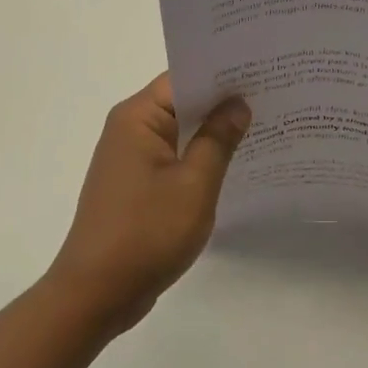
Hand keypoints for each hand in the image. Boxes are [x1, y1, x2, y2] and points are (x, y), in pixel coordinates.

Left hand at [45, 74, 249, 334]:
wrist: (95, 295)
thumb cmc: (146, 233)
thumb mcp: (194, 184)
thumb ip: (218, 139)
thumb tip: (238, 104)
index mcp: (138, 117)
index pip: (185, 78)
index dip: (223, 74)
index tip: (262, 71)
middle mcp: (129, 127)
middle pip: (182, 101)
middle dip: (222, 101)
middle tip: (272, 96)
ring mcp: (130, 156)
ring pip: (179, 130)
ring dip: (212, 131)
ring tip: (262, 124)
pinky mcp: (134, 183)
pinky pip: (172, 155)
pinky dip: (198, 155)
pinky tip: (232, 163)